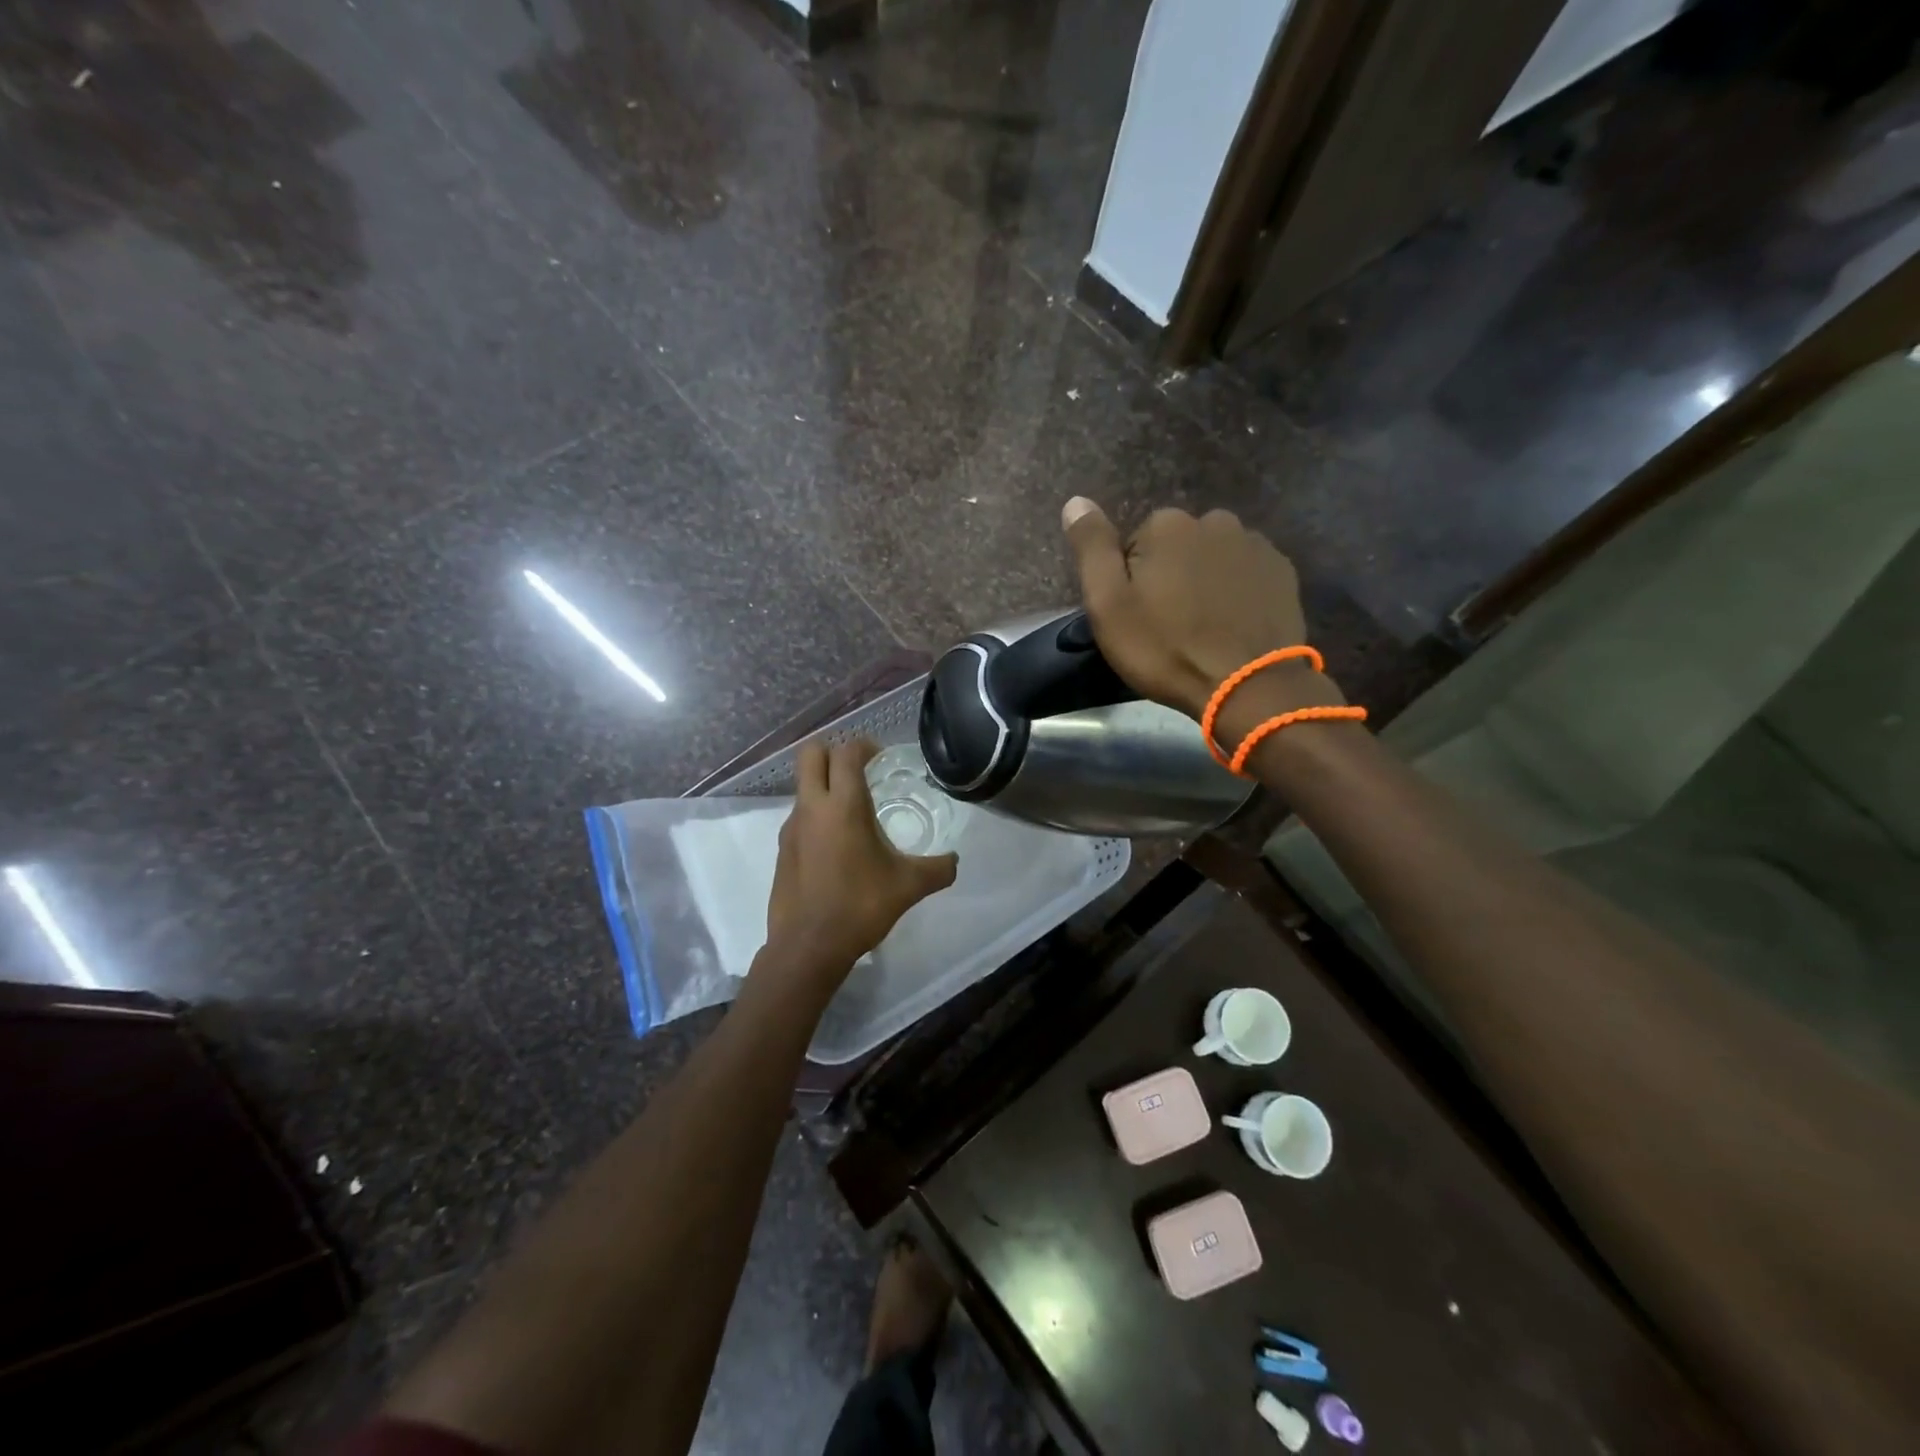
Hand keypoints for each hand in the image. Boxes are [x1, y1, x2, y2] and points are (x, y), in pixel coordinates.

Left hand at [763, 739, 957, 989]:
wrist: (808, 947)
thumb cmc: (860, 906)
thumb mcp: (909, 886)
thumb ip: (938, 869)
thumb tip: (954, 861)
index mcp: (842, 805)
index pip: (846, 752)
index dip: (864, 746)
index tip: (881, 757)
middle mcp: (811, 807)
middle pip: (811, 754)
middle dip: (834, 752)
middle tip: (860, 771)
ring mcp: (791, 827)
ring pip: (803, 785)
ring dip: (825, 785)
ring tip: (854, 812)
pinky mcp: (782, 849)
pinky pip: (800, 816)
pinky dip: (817, 816)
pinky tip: (838, 846)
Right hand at [1061, 497, 1344, 743]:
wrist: (1247, 685)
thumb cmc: (1166, 648)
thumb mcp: (1109, 605)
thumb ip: (1092, 548)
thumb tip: (1076, 501)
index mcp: (1167, 525)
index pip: (1134, 545)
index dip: (1131, 583)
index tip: (1137, 617)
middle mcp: (1214, 520)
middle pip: (1177, 548)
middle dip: (1170, 577)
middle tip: (1169, 626)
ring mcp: (1255, 544)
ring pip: (1213, 558)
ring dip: (1205, 583)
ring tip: (1203, 628)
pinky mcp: (1282, 572)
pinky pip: (1245, 573)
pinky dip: (1236, 592)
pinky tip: (1232, 625)